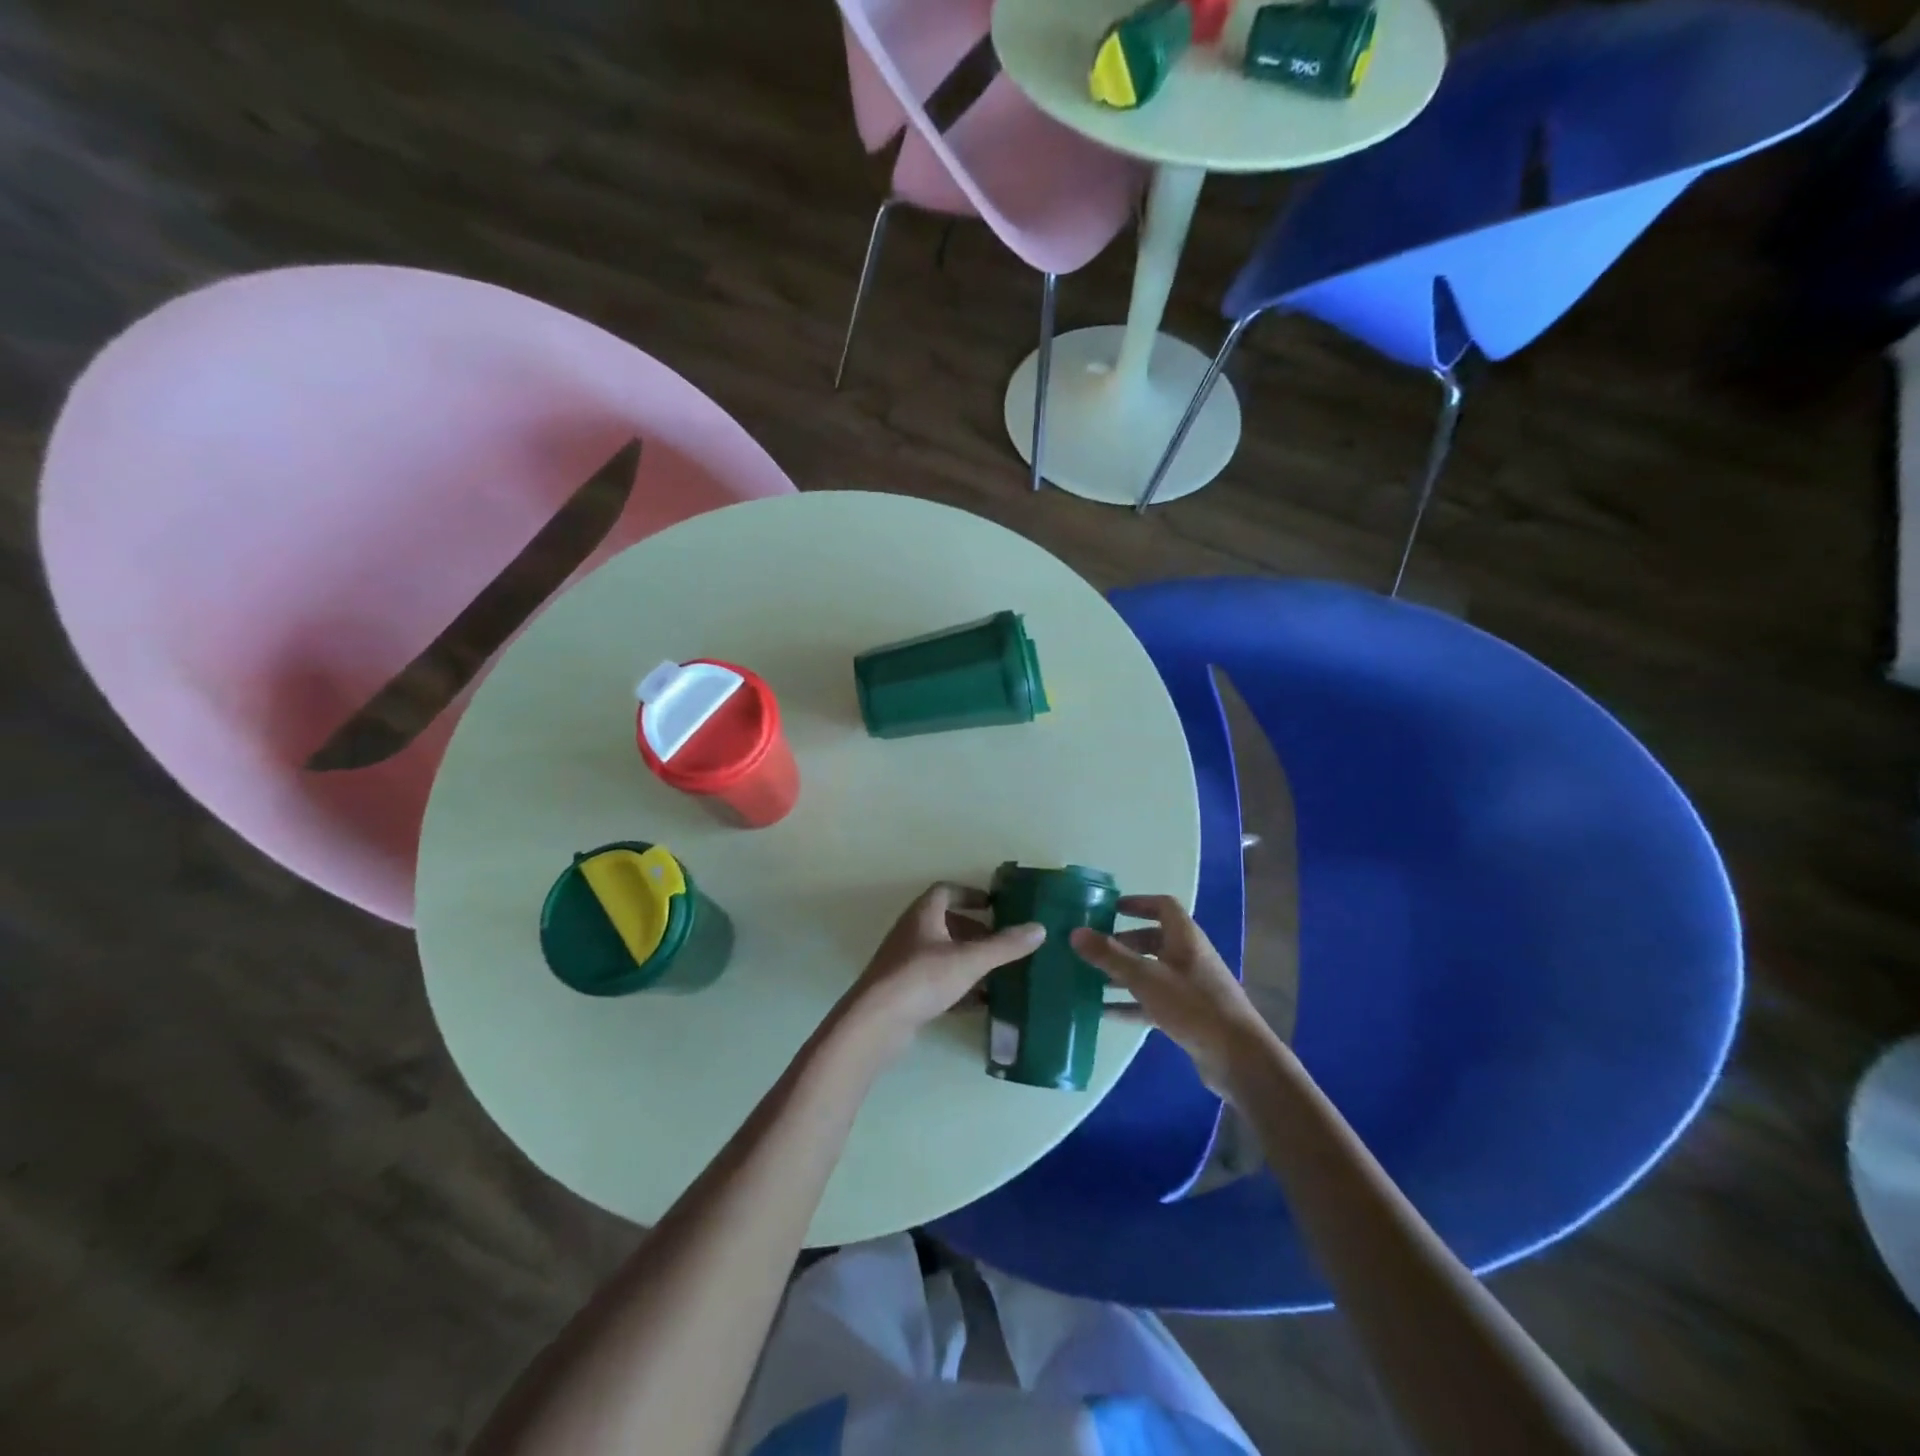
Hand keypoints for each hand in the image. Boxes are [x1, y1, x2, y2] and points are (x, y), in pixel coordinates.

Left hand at [836, 884, 1044, 1063]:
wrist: (876, 1023)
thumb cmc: (921, 978)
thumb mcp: (969, 960)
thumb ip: (1004, 946)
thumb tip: (1039, 928)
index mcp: (923, 915)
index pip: (945, 891)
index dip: (969, 894)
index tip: (993, 904)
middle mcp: (912, 934)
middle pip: (945, 923)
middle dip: (975, 931)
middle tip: (1001, 942)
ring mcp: (906, 964)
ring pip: (942, 955)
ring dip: (968, 960)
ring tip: (998, 973)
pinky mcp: (905, 992)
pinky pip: (938, 982)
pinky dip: (959, 988)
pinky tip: (981, 1003)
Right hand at [1071, 895, 1276, 1095]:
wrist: (1238, 1058)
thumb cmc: (1193, 1006)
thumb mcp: (1145, 978)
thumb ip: (1110, 956)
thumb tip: (1075, 932)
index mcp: (1185, 937)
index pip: (1162, 906)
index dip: (1137, 903)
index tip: (1110, 908)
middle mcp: (1189, 956)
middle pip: (1154, 940)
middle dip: (1123, 942)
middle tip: (1094, 948)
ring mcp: (1190, 987)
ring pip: (1151, 972)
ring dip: (1124, 974)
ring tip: (1091, 980)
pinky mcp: (1188, 1015)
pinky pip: (1154, 1000)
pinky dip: (1131, 1003)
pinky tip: (1105, 1013)